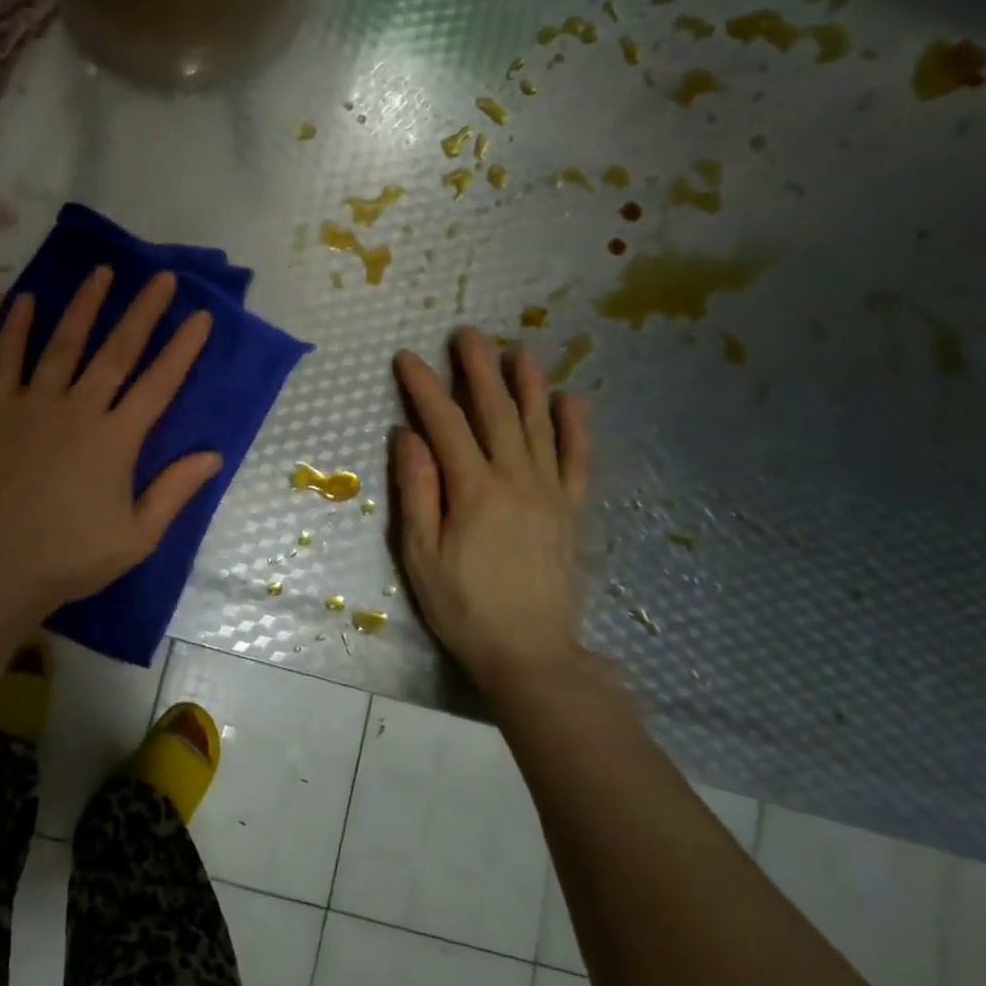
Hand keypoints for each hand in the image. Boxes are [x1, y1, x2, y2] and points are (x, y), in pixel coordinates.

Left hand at [0, 267, 220, 607]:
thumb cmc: (71, 557)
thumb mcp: (137, 536)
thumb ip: (175, 491)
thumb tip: (213, 454)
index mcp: (116, 439)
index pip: (158, 384)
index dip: (182, 348)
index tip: (201, 316)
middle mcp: (79, 409)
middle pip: (116, 351)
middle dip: (142, 312)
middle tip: (161, 277)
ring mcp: (33, 405)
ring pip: (64, 344)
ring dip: (86, 306)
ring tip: (103, 272)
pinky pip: (7, 360)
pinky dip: (17, 328)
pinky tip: (27, 300)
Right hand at [392, 328, 591, 700]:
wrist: (530, 652)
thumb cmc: (463, 606)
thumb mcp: (420, 553)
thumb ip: (416, 489)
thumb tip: (408, 435)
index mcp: (474, 489)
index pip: (445, 423)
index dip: (424, 387)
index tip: (407, 358)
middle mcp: (516, 479)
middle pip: (496, 412)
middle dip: (479, 369)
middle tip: (469, 334)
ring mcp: (550, 492)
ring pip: (540, 425)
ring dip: (527, 384)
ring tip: (518, 350)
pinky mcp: (570, 510)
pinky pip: (578, 460)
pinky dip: (576, 427)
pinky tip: (572, 400)